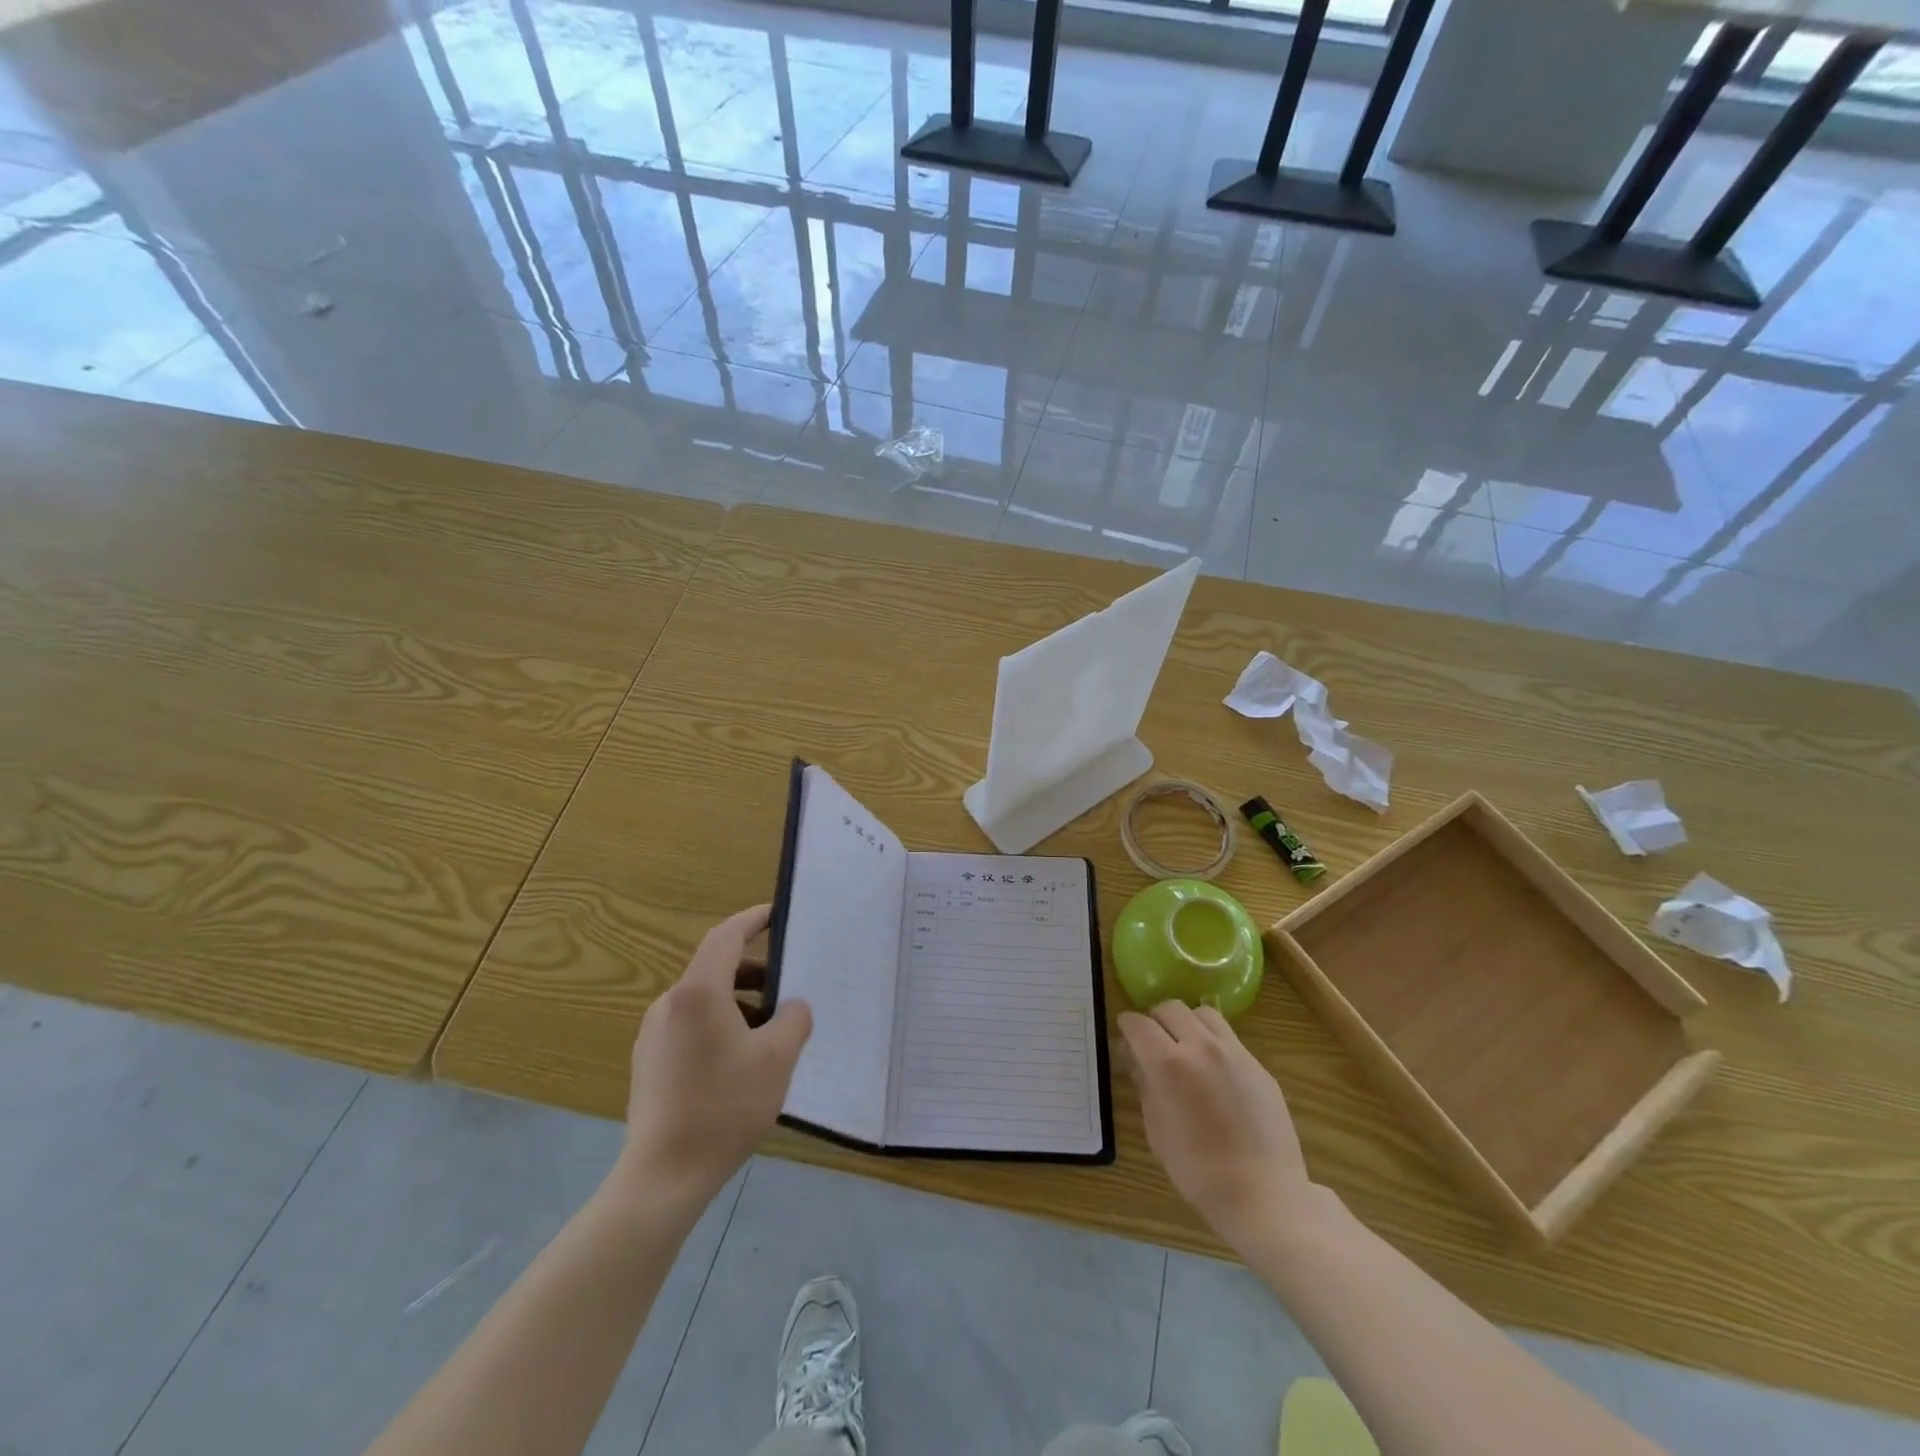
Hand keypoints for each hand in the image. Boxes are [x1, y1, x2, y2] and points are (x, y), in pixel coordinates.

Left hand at [617, 905, 811, 1206]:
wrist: (663, 1176)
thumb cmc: (724, 1106)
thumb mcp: (777, 1058)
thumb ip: (793, 1019)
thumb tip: (792, 1007)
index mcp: (698, 992)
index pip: (726, 936)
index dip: (752, 919)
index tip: (777, 914)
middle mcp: (670, 1003)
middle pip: (715, 968)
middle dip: (754, 970)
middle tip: (787, 985)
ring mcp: (654, 1034)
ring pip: (703, 1000)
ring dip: (739, 1001)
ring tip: (770, 1029)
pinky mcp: (649, 1062)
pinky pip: (690, 1025)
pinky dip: (720, 1024)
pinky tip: (740, 1060)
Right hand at [1120, 1002, 1310, 1250]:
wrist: (1264, 1195)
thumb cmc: (1199, 1171)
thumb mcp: (1157, 1130)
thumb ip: (1145, 1087)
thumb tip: (1137, 1062)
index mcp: (1168, 1064)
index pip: (1138, 1024)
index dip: (1127, 1026)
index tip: (1125, 1036)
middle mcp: (1201, 1046)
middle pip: (1170, 1008)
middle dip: (1155, 1019)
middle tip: (1153, 1042)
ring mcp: (1234, 1053)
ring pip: (1203, 1014)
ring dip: (1187, 1023)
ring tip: (1186, 1048)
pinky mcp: (1258, 1065)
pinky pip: (1229, 1038)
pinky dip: (1213, 1043)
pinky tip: (1215, 1073)